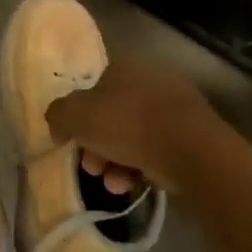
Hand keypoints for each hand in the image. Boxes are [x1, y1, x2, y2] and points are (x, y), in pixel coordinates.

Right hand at [45, 57, 221, 193]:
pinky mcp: (193, 134)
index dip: (79, 117)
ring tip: (113, 185)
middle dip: (97, 146)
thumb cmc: (128, 123)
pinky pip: (157, 150)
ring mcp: (175, 106)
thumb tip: (59, 122)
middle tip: (92, 168)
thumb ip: (59, 114)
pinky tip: (134, 185)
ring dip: (116, 162)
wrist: (190, 148)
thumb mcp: (76, 115)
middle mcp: (150, 79)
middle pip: (113, 116)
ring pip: (134, 136)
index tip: (73, 143)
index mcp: (124, 66)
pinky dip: (142, 167)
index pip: (94, 89)